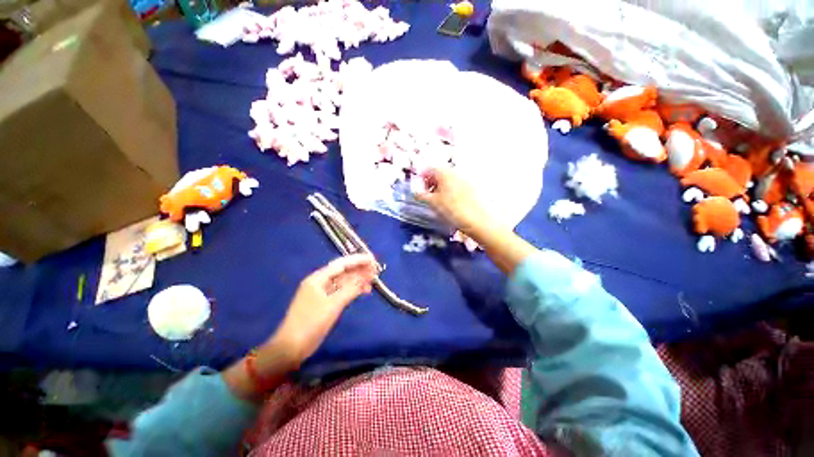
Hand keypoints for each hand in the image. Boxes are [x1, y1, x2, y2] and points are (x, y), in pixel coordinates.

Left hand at [260, 254, 376, 370]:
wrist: (292, 347)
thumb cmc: (311, 322)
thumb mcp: (333, 304)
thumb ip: (350, 289)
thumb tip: (366, 278)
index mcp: (318, 278)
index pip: (341, 264)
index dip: (357, 260)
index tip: (372, 259)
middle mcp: (320, 282)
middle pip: (343, 272)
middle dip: (359, 269)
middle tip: (376, 269)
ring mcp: (323, 293)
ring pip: (344, 282)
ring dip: (358, 280)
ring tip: (373, 279)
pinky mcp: (326, 303)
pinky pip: (343, 291)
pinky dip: (353, 290)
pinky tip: (364, 290)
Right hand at [416, 167, 490, 234]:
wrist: (478, 219)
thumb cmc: (453, 209)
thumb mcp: (433, 203)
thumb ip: (422, 195)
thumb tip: (416, 192)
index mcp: (444, 173)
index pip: (428, 170)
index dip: (422, 179)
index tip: (420, 190)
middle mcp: (455, 172)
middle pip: (439, 175)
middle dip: (432, 184)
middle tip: (429, 197)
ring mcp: (465, 179)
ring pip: (449, 181)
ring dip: (442, 189)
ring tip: (440, 203)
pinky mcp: (473, 188)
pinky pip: (458, 186)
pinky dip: (451, 192)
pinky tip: (452, 204)